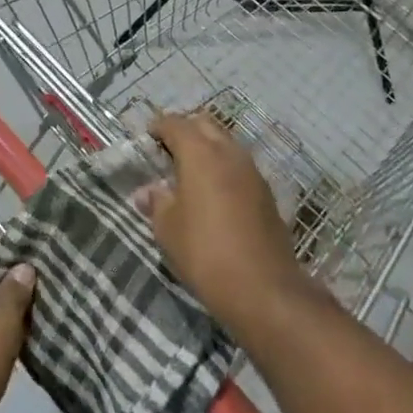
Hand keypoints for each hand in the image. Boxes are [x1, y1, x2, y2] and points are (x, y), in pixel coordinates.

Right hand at [139, 112, 306, 329]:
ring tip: (189, 173)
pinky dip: (223, 168)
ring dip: (207, 148)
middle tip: (167, 152)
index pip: (176, 124)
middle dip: (185, 131)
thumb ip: (157, 202)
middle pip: (204, 125)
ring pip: (225, 143)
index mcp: (200, 153)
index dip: (159, 127)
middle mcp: (229, 153)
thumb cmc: (205, 253)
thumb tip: (149, 191)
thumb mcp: (167, 229)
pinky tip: (213, 193)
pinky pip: (239, 166)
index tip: (147, 139)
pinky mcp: (266, 193)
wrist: (264, 289)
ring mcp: (252, 171)